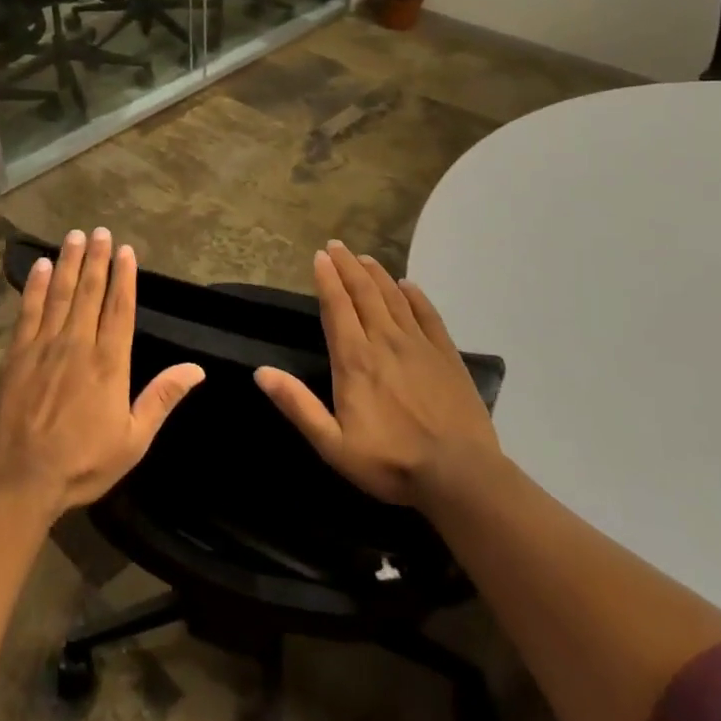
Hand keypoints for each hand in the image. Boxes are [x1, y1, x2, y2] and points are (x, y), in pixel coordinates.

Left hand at [0, 228, 203, 517]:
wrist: (18, 480)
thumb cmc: (81, 463)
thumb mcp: (133, 440)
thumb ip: (162, 399)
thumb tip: (196, 368)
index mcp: (109, 363)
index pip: (120, 309)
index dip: (124, 277)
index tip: (126, 251)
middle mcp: (77, 345)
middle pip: (90, 293)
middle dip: (97, 260)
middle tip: (100, 231)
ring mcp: (43, 346)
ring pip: (60, 294)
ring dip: (69, 263)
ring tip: (75, 236)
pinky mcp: (15, 355)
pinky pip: (28, 311)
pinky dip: (36, 287)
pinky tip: (42, 267)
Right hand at [254, 240, 503, 508]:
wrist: (460, 475)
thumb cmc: (390, 462)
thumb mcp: (332, 443)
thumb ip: (297, 405)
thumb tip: (261, 372)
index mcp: (354, 359)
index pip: (336, 307)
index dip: (326, 279)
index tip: (319, 256)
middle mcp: (384, 341)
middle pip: (363, 293)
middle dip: (347, 266)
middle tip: (337, 245)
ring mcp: (419, 345)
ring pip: (394, 297)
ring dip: (377, 274)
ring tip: (364, 258)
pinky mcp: (446, 355)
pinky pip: (428, 315)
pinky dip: (415, 296)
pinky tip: (408, 285)